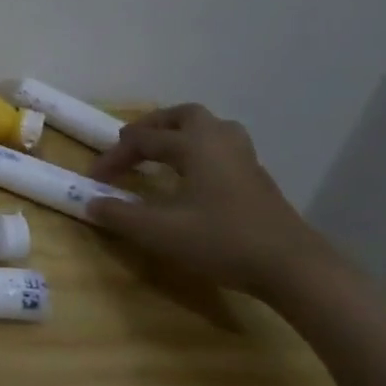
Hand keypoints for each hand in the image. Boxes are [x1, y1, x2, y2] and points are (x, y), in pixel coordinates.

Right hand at [85, 103, 327, 299]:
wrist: (295, 269)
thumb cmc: (223, 241)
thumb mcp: (160, 232)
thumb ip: (120, 215)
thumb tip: (90, 203)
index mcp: (194, 145)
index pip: (142, 140)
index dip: (114, 156)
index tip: (95, 179)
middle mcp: (219, 143)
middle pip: (184, 116)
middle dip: (154, 126)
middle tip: (133, 143)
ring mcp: (245, 161)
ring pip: (211, 129)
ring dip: (182, 134)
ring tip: (164, 152)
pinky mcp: (259, 181)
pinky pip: (224, 149)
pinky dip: (201, 152)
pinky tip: (194, 178)